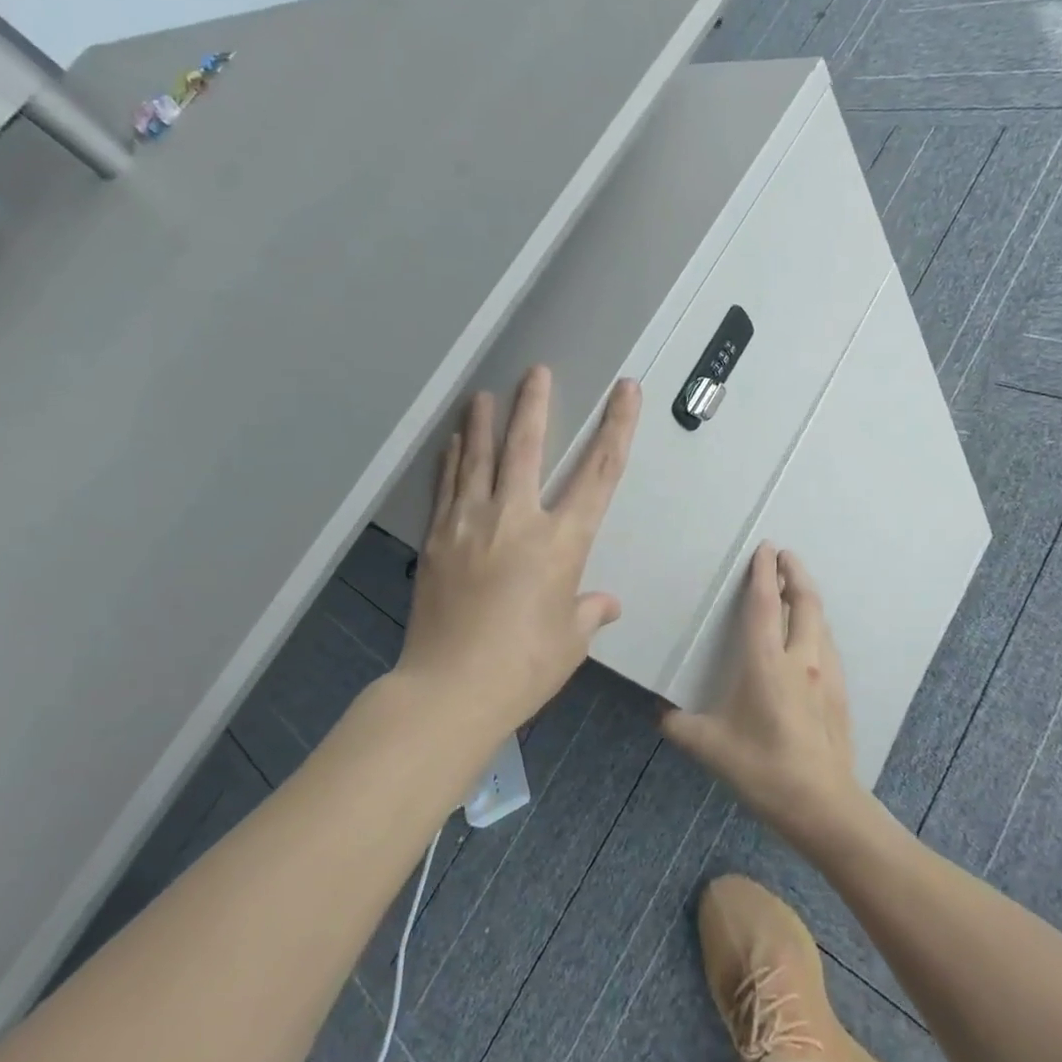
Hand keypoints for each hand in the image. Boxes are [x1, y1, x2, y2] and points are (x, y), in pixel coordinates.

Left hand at [398, 366, 640, 731]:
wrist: (450, 689)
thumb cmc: (524, 667)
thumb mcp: (569, 641)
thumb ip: (588, 612)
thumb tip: (604, 604)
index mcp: (561, 542)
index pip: (599, 473)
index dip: (616, 427)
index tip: (624, 391)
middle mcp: (516, 520)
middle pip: (527, 448)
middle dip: (535, 405)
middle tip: (536, 371)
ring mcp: (469, 526)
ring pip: (478, 459)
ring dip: (484, 423)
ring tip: (484, 394)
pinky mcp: (437, 540)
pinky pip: (446, 488)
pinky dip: (452, 461)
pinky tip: (454, 442)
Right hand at [661, 545, 866, 842]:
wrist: (823, 804)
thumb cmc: (762, 769)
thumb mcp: (709, 747)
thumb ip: (679, 725)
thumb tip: (660, 712)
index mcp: (766, 662)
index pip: (765, 604)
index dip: (763, 572)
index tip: (765, 548)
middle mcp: (800, 658)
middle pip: (804, 601)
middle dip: (795, 572)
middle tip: (785, 555)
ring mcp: (825, 674)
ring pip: (820, 621)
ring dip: (808, 597)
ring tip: (796, 588)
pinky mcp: (839, 692)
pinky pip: (827, 644)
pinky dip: (817, 625)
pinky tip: (810, 636)